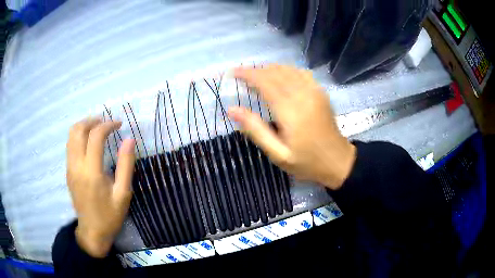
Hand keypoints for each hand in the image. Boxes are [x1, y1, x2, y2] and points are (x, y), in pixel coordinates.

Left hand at [66, 117, 134, 257]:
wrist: (92, 232)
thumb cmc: (110, 215)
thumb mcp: (123, 194)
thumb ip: (126, 165)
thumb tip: (129, 140)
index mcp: (91, 172)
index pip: (95, 136)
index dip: (108, 125)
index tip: (119, 124)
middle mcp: (77, 166)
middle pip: (78, 130)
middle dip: (92, 120)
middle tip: (106, 123)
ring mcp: (70, 168)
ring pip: (71, 136)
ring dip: (84, 126)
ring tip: (97, 128)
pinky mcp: (68, 172)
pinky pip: (70, 146)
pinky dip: (79, 136)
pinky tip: (89, 143)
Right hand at [229, 64, 355, 189]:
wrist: (338, 161)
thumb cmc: (306, 162)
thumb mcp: (278, 154)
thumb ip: (255, 130)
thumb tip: (232, 109)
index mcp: (290, 110)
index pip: (265, 82)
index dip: (247, 74)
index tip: (233, 72)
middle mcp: (303, 95)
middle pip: (275, 72)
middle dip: (256, 70)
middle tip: (242, 75)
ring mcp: (314, 91)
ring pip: (288, 69)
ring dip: (270, 69)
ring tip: (256, 76)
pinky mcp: (321, 92)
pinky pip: (301, 73)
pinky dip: (286, 71)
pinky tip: (280, 77)